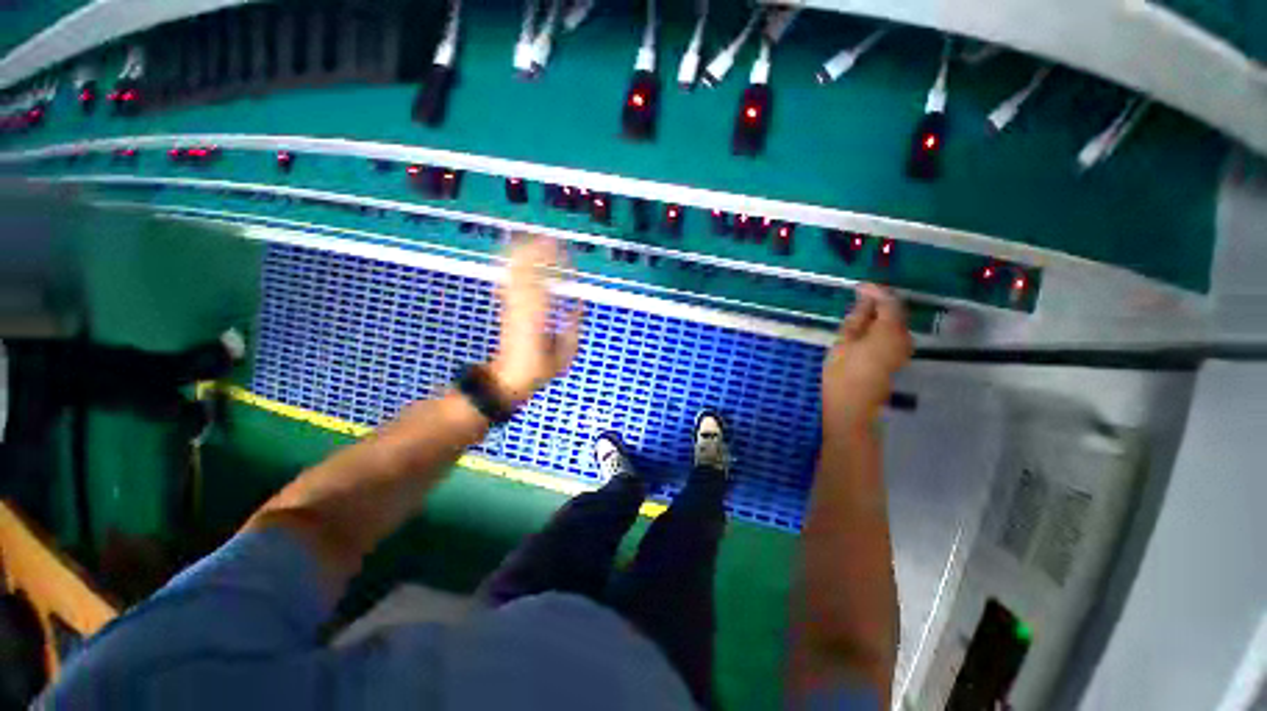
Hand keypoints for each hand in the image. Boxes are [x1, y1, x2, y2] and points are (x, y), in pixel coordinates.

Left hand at [487, 235, 583, 405]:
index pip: (545, 281)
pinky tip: (521, 253)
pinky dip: (515, 263)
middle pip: (525, 268)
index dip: (557, 265)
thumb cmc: (539, 369)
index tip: (569, 258)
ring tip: (541, 241)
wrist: (507, 377)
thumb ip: (574, 327)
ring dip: (527, 252)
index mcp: (537, 317)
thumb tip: (578, 303)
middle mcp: (521, 305)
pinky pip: (509, 278)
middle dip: (539, 251)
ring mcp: (510, 303)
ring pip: (514, 270)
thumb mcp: (566, 355)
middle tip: (556, 242)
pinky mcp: (506, 305)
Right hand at [822, 285, 912, 431]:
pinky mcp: (897, 359)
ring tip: (856, 315)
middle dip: (878, 303)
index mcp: (889, 331)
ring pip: (893, 324)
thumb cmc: (842, 373)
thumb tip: (865, 300)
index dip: (875, 291)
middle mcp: (903, 337)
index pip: (888, 302)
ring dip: (878, 316)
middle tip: (856, 299)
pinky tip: (864, 330)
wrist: (851, 407)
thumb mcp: (843, 341)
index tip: (858, 286)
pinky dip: (880, 327)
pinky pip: (891, 335)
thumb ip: (857, 318)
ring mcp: (902, 349)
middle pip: (895, 312)